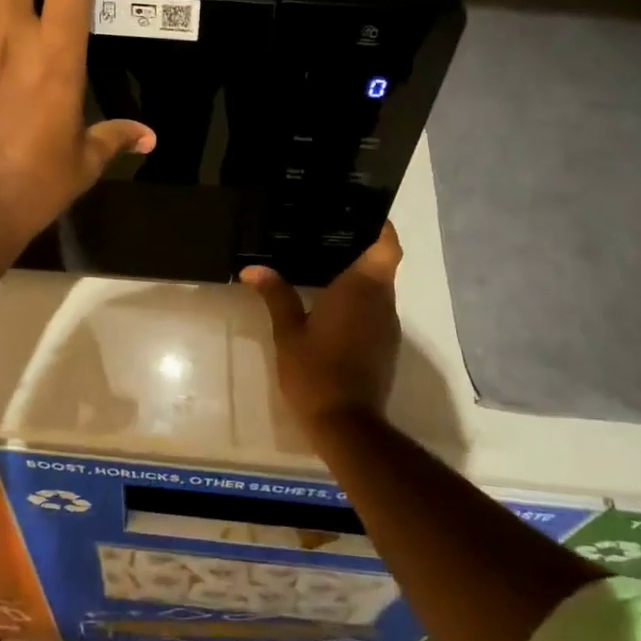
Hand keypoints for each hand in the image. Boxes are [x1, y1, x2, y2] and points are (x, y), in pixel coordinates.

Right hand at [240, 223, 402, 431]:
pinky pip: (376, 311)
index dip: (380, 227)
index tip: (360, 215)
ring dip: (359, 279)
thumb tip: (253, 269)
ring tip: (324, 267)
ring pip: (380, 290)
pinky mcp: (386, 347)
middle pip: (382, 265)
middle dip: (360, 250)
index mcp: (362, 289)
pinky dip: (359, 303)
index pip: (387, 246)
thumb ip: (276, 295)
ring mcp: (387, 327)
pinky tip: (331, 307)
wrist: (347, 425)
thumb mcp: (288, 332)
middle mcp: (382, 302)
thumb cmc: (316, 372)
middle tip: (327, 236)